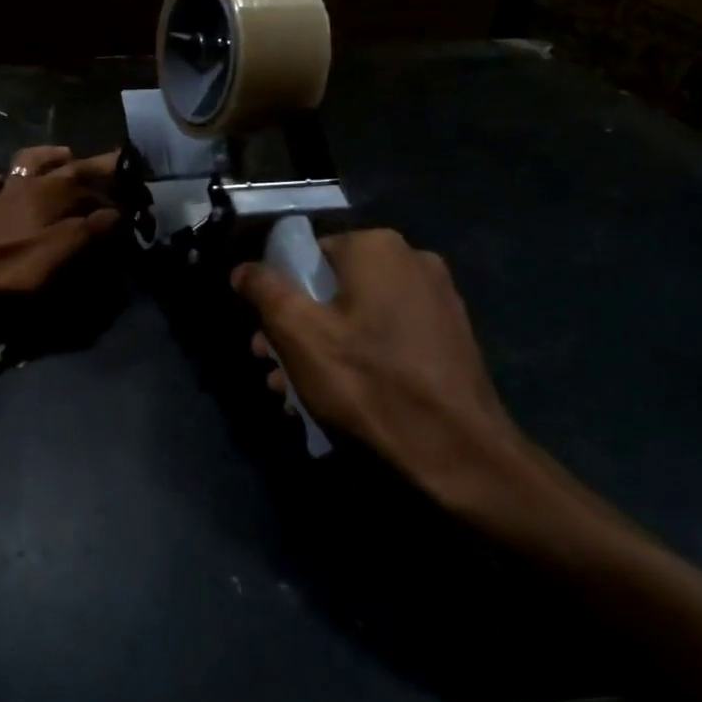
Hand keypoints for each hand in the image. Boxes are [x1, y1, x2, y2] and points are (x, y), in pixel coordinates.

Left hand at [0, 145, 118, 296]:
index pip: (85, 173)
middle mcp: (24, 186)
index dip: (108, 168)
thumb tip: (117, 213)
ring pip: (20, 164)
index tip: (128, 162)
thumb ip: (88, 230)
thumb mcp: (59, 251)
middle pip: (56, 164)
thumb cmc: (12, 264)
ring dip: (41, 158)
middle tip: (97, 163)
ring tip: (58, 156)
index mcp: (48, 194)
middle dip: (79, 161)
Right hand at [232, 229, 551, 520]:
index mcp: (376, 247)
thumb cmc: (369, 383)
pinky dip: (360, 357)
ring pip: (358, 315)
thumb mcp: (299, 334)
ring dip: (323, 347)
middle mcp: (412, 260)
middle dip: (297, 326)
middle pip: (331, 287)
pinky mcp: (450, 336)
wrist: (458, 453)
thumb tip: (242, 268)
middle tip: (273, 366)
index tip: (266, 333)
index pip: (306, 254)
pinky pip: (388, 336)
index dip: (278, 292)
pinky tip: (339, 396)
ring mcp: (437, 299)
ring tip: (297, 390)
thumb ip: (265, 291)